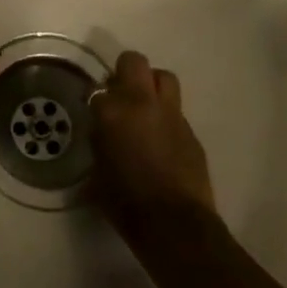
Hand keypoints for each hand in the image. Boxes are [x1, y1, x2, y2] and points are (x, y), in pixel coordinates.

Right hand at [90, 51, 216, 243]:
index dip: (96, 100)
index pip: (98, 89)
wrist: (174, 225)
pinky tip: (162, 140)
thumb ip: (99, 143)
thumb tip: (102, 133)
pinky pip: (176, 111)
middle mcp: (143, 103)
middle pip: (134, 62)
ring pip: (163, 78)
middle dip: (125, 72)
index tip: (95, 113)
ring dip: (152, 86)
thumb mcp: (97, 173)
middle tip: (119, 95)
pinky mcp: (191, 131)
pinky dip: (166, 117)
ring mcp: (171, 114)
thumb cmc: (126, 203)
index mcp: (113, 112)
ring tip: (144, 108)